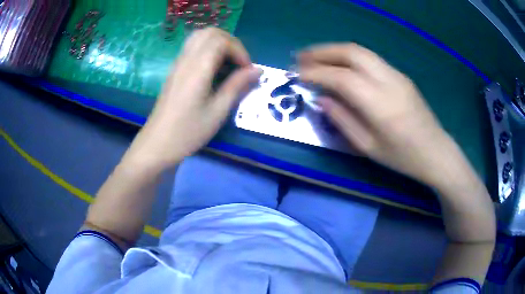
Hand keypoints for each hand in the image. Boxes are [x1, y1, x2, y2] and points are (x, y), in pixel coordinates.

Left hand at [126, 28, 260, 170]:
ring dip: (219, 44)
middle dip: (231, 43)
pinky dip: (208, 49)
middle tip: (240, 64)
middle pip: (210, 32)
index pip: (221, 41)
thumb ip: (237, 86)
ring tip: (229, 64)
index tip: (247, 71)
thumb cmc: (188, 132)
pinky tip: (214, 69)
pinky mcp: (175, 70)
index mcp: (197, 69)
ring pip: (200, 37)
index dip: (239, 51)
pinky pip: (193, 47)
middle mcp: (186, 60)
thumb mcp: (217, 112)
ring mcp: (178, 63)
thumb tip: (257, 70)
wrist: (157, 143)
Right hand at [298, 43, 453, 185]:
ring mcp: (396, 74)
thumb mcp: (368, 147)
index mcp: (380, 104)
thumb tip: (321, 98)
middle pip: (351, 53)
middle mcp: (388, 80)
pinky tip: (339, 64)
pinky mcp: (400, 74)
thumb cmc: (402, 157)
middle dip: (322, 52)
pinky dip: (348, 56)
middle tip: (300, 58)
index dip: (316, 73)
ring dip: (334, 50)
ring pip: (360, 50)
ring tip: (314, 57)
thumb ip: (342, 120)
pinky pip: (369, 58)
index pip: (341, 78)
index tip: (296, 75)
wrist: (435, 151)